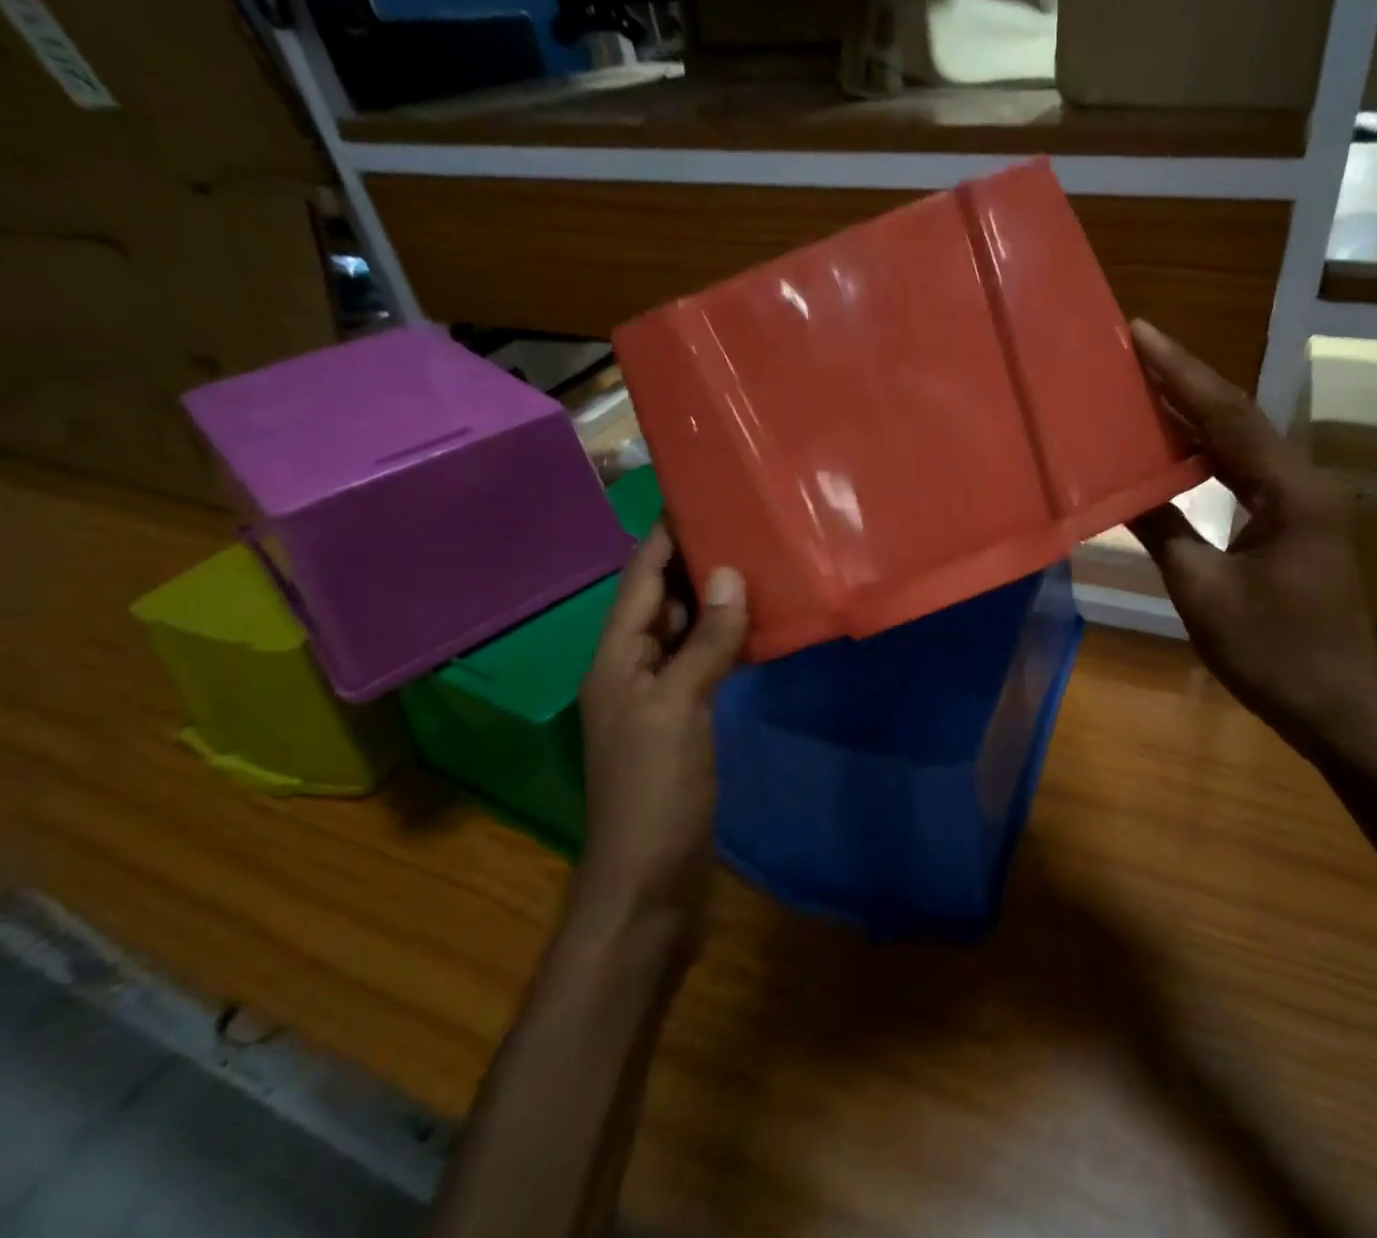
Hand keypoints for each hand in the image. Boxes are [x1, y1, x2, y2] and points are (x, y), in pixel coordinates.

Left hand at [574, 525, 746, 933]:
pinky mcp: (684, 720)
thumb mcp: (678, 709)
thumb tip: (729, 574)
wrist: (648, 884)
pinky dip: (726, 638)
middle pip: (660, 598)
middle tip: (744, 519)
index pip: (640, 577)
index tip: (699, 492)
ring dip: (715, 597)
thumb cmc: (655, 792)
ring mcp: (658, 695)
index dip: (665, 535)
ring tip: (759, 560)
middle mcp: (632, 667)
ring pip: (685, 629)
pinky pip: (704, 661)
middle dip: (696, 558)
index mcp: (616, 657)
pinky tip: (760, 625)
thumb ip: (702, 641)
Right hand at [1128, 321, 1376, 750]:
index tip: (1141, 332)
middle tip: (1131, 351)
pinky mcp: (1294, 523)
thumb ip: (1163, 530)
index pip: (1228, 415)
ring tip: (1141, 387)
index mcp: (1289, 491)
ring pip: (1240, 443)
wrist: (1339, 708)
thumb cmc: (1274, 654)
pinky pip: (1243, 473)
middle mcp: (1303, 483)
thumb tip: (1120, 490)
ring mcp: (1302, 503)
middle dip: (1184, 382)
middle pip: (1237, 418)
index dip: (1180, 372)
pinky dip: (1204, 455)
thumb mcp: (1204, 592)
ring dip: (1193, 415)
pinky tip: (1171, 449)